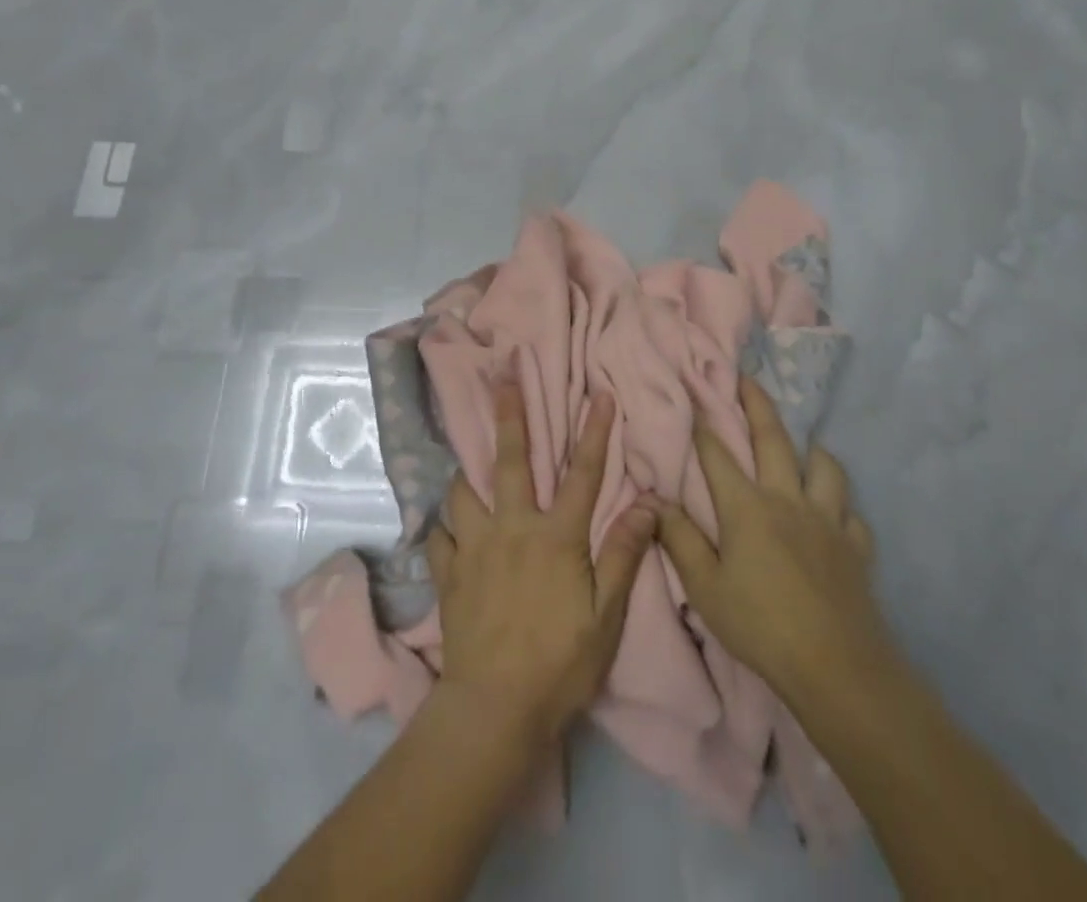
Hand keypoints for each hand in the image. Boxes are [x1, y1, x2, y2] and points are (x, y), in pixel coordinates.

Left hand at [427, 385, 656, 742]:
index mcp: (555, 536)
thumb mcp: (606, 615)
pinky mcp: (448, 575)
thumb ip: (623, 554)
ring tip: (465, 459)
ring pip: (463, 492)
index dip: (594, 432)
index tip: (599, 393)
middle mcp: (512, 528)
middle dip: (508, 414)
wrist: (494, 708)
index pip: (582, 473)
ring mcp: (474, 549)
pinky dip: (444, 529)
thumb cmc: (560, 662)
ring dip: (466, 472)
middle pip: (509, 461)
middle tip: (502, 377)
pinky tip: (446, 530)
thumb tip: (646, 501)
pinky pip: (439, 538)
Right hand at [655, 376, 899, 713]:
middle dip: (756, 404)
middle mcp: (787, 500)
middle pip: (773, 439)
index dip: (701, 422)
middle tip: (747, 379)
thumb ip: (679, 539)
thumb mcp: (705, 588)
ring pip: (824, 467)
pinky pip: (851, 513)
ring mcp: (828, 520)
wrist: (837, 668)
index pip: (717, 454)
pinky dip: (841, 505)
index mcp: (747, 507)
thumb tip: (653, 498)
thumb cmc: (761, 626)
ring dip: (811, 450)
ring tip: (804, 446)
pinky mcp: (856, 547)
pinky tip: (835, 513)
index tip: (692, 391)